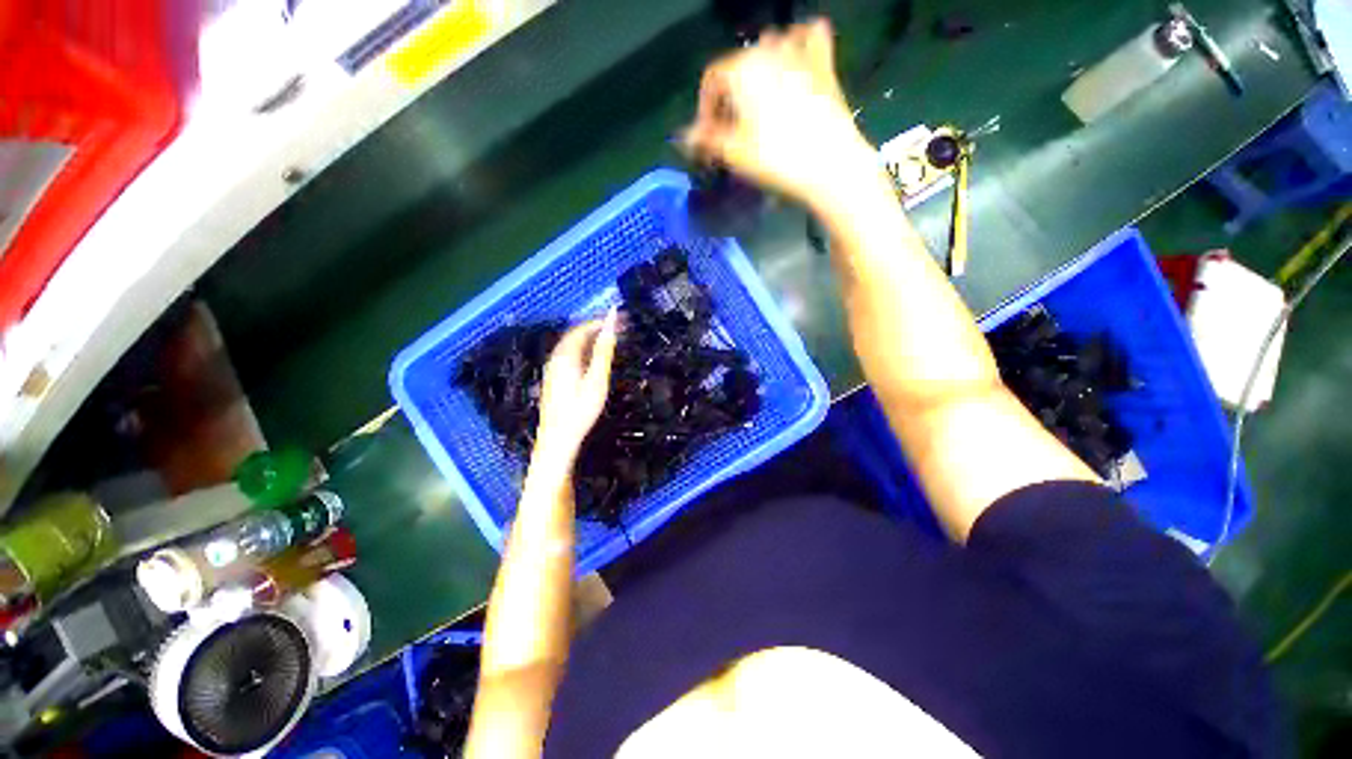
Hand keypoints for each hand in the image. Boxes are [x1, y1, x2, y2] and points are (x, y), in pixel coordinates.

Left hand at [535, 309, 618, 458]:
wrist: (558, 438)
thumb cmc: (580, 410)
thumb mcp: (597, 379)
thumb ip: (604, 351)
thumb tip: (611, 325)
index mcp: (565, 356)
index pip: (582, 329)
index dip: (600, 322)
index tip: (618, 319)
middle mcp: (555, 359)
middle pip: (575, 336)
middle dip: (595, 328)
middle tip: (615, 328)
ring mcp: (552, 369)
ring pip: (570, 346)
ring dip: (588, 339)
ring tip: (607, 339)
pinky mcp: (553, 380)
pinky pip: (568, 356)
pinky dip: (582, 350)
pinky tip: (591, 358)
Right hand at [681, 19, 875, 209]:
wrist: (830, 163)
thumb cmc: (776, 158)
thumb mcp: (734, 153)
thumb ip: (707, 139)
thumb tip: (684, 137)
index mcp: (741, 70)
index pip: (711, 79)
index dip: (705, 108)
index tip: (708, 137)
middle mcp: (767, 50)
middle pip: (738, 64)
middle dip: (730, 93)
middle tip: (732, 128)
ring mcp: (799, 52)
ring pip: (771, 44)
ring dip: (760, 66)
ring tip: (759, 97)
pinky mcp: (824, 62)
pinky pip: (810, 35)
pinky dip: (800, 42)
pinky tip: (797, 60)